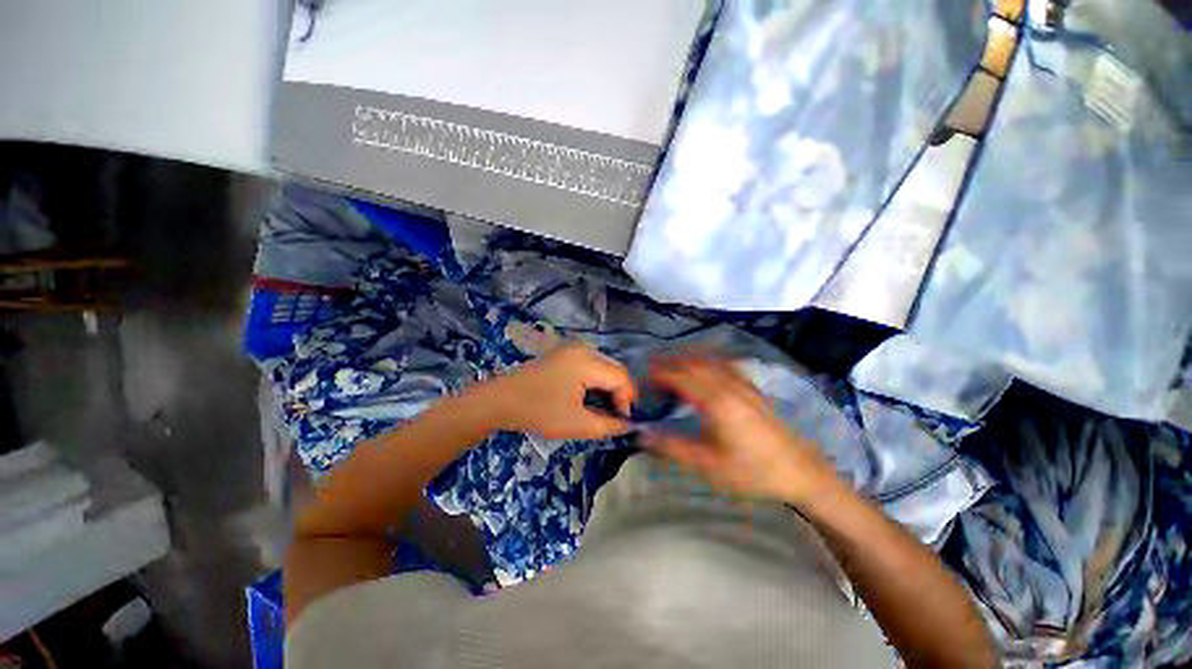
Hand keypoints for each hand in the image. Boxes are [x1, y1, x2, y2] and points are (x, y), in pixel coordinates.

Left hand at [474, 342, 635, 439]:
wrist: (500, 400)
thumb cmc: (538, 411)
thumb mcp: (577, 424)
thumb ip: (608, 426)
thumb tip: (628, 425)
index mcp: (587, 362)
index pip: (622, 378)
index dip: (627, 401)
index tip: (621, 421)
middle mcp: (584, 348)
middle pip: (615, 369)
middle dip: (619, 394)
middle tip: (614, 416)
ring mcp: (573, 348)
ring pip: (605, 367)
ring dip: (608, 388)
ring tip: (602, 409)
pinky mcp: (565, 352)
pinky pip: (591, 364)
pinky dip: (596, 381)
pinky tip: (589, 397)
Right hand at [643, 355, 839, 503]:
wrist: (799, 471)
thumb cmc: (751, 471)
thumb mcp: (708, 464)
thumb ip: (672, 447)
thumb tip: (643, 435)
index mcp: (715, 402)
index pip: (681, 377)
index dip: (661, 373)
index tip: (645, 375)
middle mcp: (728, 386)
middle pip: (694, 363)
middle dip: (671, 360)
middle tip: (653, 365)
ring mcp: (743, 385)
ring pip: (711, 359)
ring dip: (689, 356)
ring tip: (674, 359)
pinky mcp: (753, 389)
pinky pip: (727, 364)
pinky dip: (710, 358)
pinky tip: (708, 364)